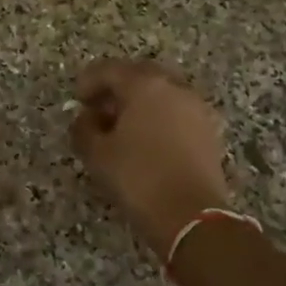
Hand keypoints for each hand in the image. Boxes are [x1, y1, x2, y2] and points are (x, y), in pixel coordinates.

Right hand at [70, 59, 230, 259]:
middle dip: (117, 88)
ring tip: (122, 127)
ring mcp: (196, 108)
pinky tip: (146, 141)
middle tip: (99, 109)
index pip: (110, 69)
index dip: (89, 81)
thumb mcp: (97, 154)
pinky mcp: (208, 131)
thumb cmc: (138, 178)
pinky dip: (159, 117)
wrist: (191, 215)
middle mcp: (174, 88)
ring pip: (162, 93)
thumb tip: (86, 118)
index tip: (77, 100)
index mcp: (145, 85)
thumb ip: (84, 128)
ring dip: (140, 103)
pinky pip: (177, 112)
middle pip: (140, 75)